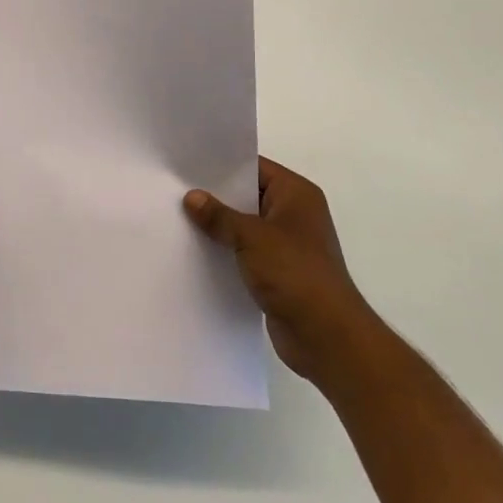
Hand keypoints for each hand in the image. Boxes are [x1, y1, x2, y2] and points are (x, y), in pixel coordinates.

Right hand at [184, 157, 369, 382]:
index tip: (187, 165)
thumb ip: (219, 216)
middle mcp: (294, 214)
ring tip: (179, 219)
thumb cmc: (294, 273)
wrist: (326, 337)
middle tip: (176, 190)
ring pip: (245, 226)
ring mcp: (288, 245)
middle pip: (248, 196)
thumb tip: (191, 197)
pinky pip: (247, 252)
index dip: (222, 166)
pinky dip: (227, 252)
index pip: (254, 167)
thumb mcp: (251, 237)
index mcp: (296, 194)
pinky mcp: (279, 272)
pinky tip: (197, 251)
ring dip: (220, 227)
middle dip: (216, 197)